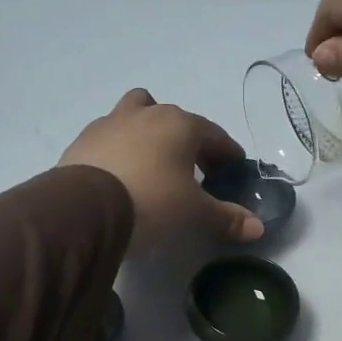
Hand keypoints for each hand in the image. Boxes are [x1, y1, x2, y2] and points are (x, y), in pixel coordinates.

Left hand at [60, 89, 263, 252]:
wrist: (84, 209)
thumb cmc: (151, 202)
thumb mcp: (194, 214)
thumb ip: (226, 217)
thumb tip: (258, 227)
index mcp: (180, 125)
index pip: (214, 135)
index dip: (227, 153)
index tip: (233, 168)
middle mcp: (146, 114)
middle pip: (176, 119)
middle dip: (189, 140)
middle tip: (195, 170)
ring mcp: (110, 122)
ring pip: (137, 112)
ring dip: (149, 130)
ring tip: (152, 160)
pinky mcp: (83, 139)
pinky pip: (110, 135)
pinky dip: (120, 147)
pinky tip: (121, 172)